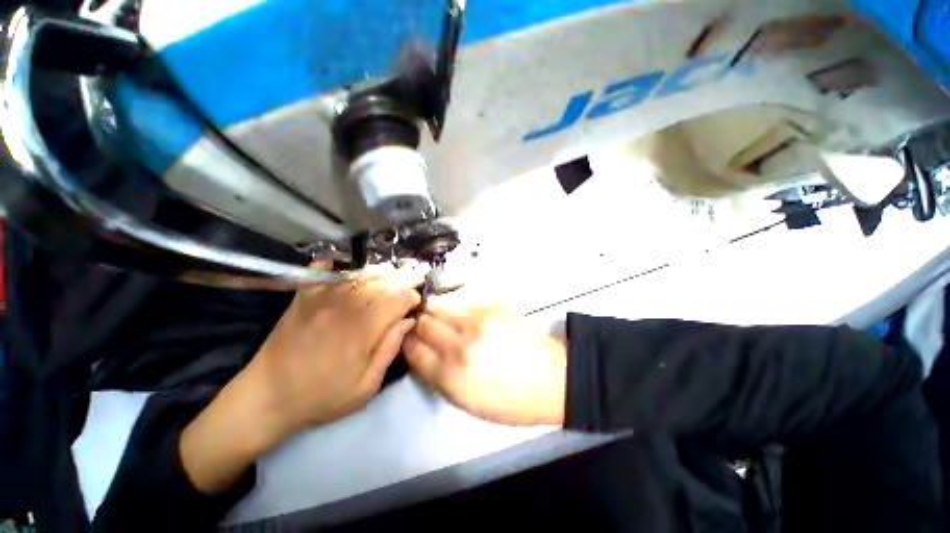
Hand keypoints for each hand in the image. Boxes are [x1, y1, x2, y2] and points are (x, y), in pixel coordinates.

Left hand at [247, 266, 424, 437]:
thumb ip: (390, 349)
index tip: (416, 303)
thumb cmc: (322, 397)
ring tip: (392, 273)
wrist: (267, 398)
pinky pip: (323, 271)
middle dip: (403, 278)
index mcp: (363, 329)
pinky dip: (338, 265)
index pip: (398, 298)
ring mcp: (320, 298)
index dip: (412, 296)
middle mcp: (345, 307)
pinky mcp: (302, 297)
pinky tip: (347, 265)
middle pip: (382, 281)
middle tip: (415, 278)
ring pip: (359, 273)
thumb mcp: (366, 385)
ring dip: (380, 271)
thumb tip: (408, 320)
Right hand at [404, 296, 567, 425]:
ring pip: (439, 306)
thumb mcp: (468, 404)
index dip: (407, 344)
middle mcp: (460, 345)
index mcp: (452, 377)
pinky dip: (454, 306)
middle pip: (423, 323)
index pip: (412, 350)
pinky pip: (461, 301)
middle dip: (418, 325)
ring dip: (434, 311)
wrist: (552, 377)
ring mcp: (477, 322)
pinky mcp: (492, 307)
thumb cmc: (511, 401)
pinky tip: (460, 312)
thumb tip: (421, 354)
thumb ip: (438, 378)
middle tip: (423, 328)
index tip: (410, 342)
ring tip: (439, 316)